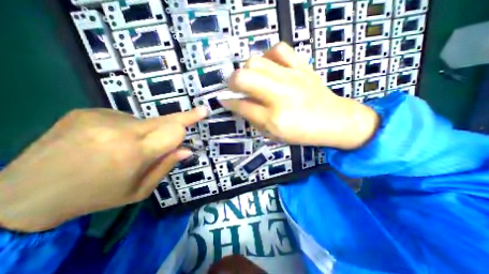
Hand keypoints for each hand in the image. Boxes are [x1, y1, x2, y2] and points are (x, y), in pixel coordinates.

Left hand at [0, 107, 206, 230]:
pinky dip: (128, 129)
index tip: (203, 111)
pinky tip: (109, 141)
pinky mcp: (88, 111)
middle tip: (199, 111)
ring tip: (127, 148)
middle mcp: (119, 131)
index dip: (189, 121)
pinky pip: (125, 118)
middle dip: (182, 118)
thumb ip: (166, 166)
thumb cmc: (96, 196)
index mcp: (133, 154)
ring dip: (148, 132)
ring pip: (145, 121)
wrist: (24, 194)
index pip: (173, 131)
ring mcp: (101, 117)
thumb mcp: (139, 190)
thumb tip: (187, 150)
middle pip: (164, 119)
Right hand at [222, 41, 376, 149]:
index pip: (241, 106)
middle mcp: (280, 95)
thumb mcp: (275, 135)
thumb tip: (238, 106)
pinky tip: (269, 66)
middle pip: (245, 78)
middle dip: (232, 81)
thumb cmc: (303, 133)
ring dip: (248, 70)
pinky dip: (269, 56)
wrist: (335, 120)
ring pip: (257, 61)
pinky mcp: (302, 67)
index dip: (228, 102)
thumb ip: (254, 120)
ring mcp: (292, 78)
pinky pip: (280, 49)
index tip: (223, 99)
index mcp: (274, 118)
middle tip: (234, 87)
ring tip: (252, 78)